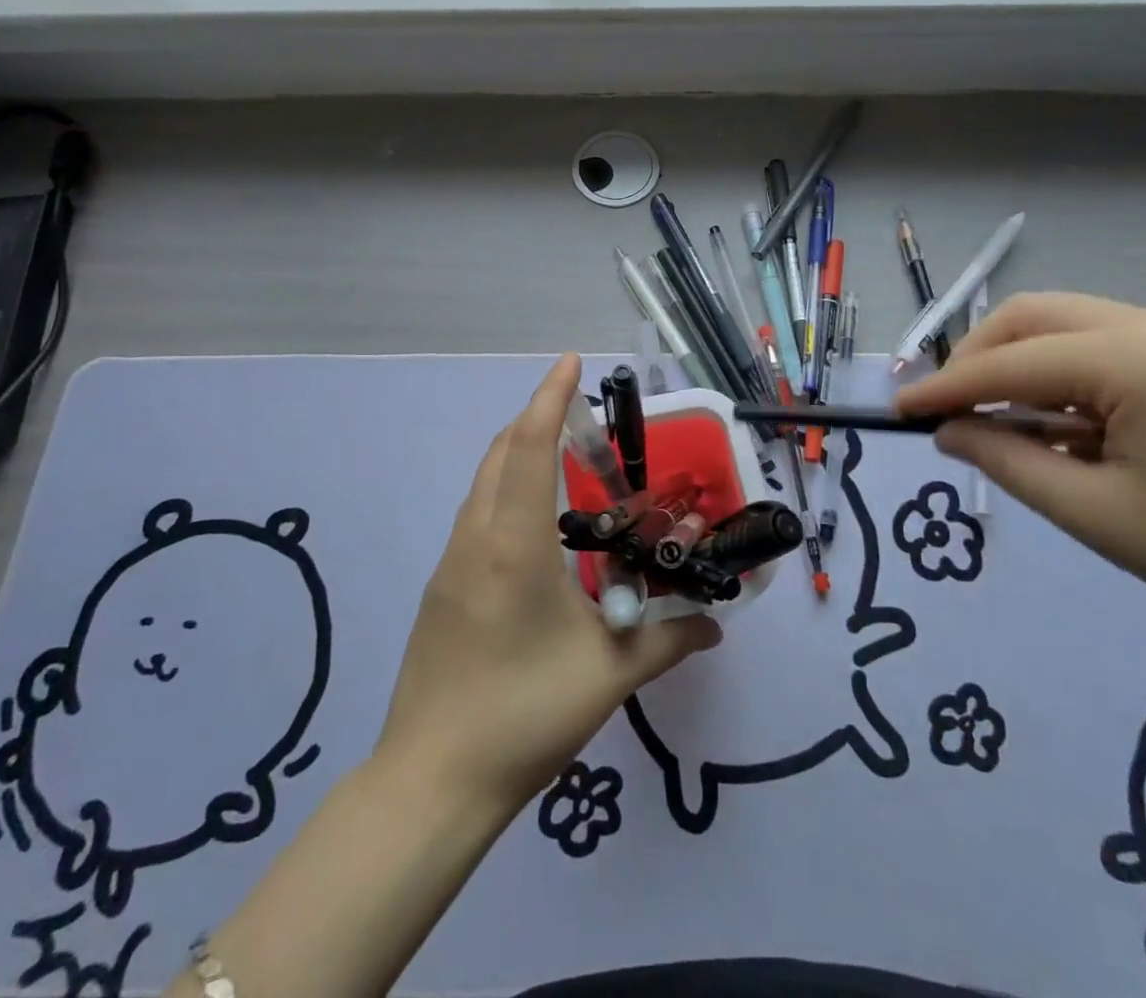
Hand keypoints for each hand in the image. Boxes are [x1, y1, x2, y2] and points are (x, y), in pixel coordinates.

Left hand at [376, 354, 719, 813]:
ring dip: (516, 453)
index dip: (549, 399)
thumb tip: (715, 622)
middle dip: (535, 417)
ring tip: (562, 455)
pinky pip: (475, 514)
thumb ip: (669, 639)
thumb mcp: (608, 675)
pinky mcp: (441, 589)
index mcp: (513, 545)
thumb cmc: (523, 715)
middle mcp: (475, 539)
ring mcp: (450, 563)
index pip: (528, 448)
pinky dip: (504, 490)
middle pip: (499, 453)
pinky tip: (535, 524)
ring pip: (483, 483)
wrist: (431, 782)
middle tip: (579, 410)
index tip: (570, 362)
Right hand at [895, 293, 1145, 671]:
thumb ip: (1006, 461)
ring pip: (1067, 327)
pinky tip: (1061, 428)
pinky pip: (1106, 349)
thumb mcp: (1097, 515)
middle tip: (947, 413)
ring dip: (1019, 366)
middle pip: (1031, 318)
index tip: (893, 411)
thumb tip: (947, 431)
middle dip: (976, 359)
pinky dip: (1064, 378)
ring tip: (1000, 426)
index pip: (1006, 361)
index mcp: (1131, 356)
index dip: (942, 387)